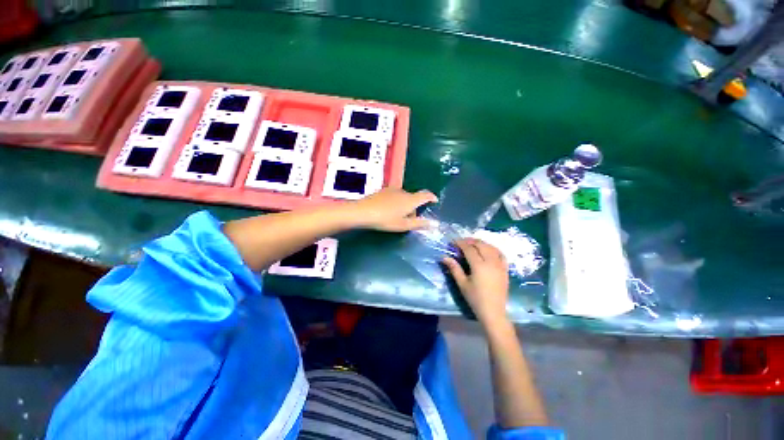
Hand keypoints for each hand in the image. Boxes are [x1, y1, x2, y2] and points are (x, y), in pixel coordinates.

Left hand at [352, 188, 437, 231]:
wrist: (363, 211)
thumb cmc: (385, 220)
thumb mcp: (403, 225)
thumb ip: (419, 224)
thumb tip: (433, 224)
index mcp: (411, 200)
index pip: (426, 195)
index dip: (432, 197)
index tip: (435, 201)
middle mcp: (403, 191)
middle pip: (413, 198)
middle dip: (414, 207)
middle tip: (409, 220)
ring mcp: (392, 190)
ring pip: (404, 197)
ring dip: (405, 205)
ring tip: (397, 217)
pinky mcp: (383, 190)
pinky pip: (395, 196)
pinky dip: (396, 202)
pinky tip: (387, 211)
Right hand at [443, 238, 509, 324]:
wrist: (494, 312)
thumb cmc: (475, 299)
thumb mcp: (462, 284)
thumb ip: (454, 268)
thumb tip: (444, 257)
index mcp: (479, 266)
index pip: (469, 248)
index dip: (460, 243)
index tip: (453, 241)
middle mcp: (491, 262)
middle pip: (481, 245)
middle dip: (470, 241)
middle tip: (461, 242)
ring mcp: (500, 265)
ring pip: (491, 247)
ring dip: (481, 243)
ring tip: (472, 244)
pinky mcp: (505, 270)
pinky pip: (501, 254)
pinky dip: (493, 249)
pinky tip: (488, 250)